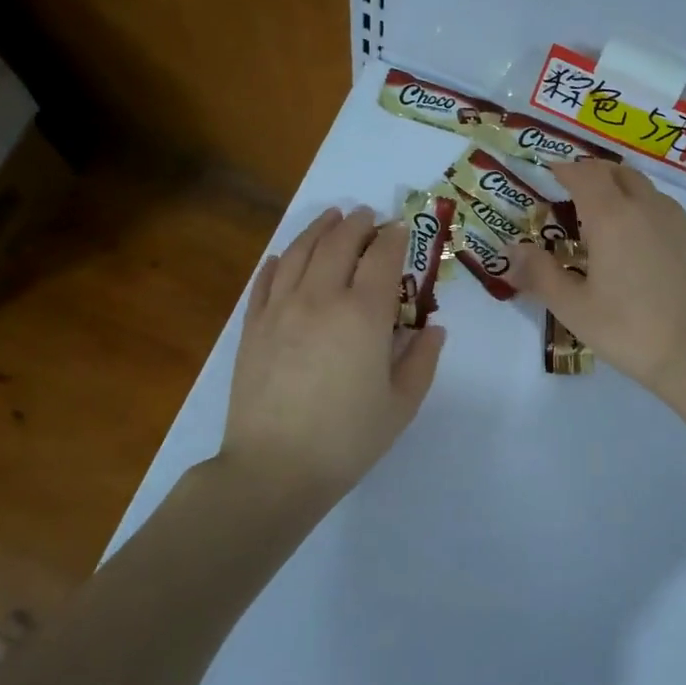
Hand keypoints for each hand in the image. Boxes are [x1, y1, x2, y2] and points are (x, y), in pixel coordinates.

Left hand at [219, 207, 445, 506]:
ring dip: (320, 229)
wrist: (274, 468)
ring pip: (300, 251)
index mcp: (363, 314)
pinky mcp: (252, 326)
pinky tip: (285, 255)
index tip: (402, 229)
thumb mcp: (401, 404)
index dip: (395, 237)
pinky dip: (279, 260)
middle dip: (358, 223)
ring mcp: (280, 308)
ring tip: (332, 217)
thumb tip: (432, 329)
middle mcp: (320, 298)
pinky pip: (266, 280)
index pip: (382, 257)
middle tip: (369, 216)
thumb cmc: (347, 439)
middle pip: (339, 243)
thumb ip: (422, 360)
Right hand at [508, 162, 685, 407]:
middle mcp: (649, 209)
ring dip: (626, 195)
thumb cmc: (630, 330)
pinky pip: (672, 219)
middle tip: (578, 194)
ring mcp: (683, 224)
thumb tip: (514, 250)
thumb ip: (540, 274)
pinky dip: (652, 221)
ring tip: (612, 224)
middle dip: (596, 175)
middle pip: (620, 173)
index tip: (551, 173)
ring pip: (650, 193)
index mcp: (612, 217)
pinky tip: (648, 255)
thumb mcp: (574, 308)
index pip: (585, 174)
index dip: (565, 169)